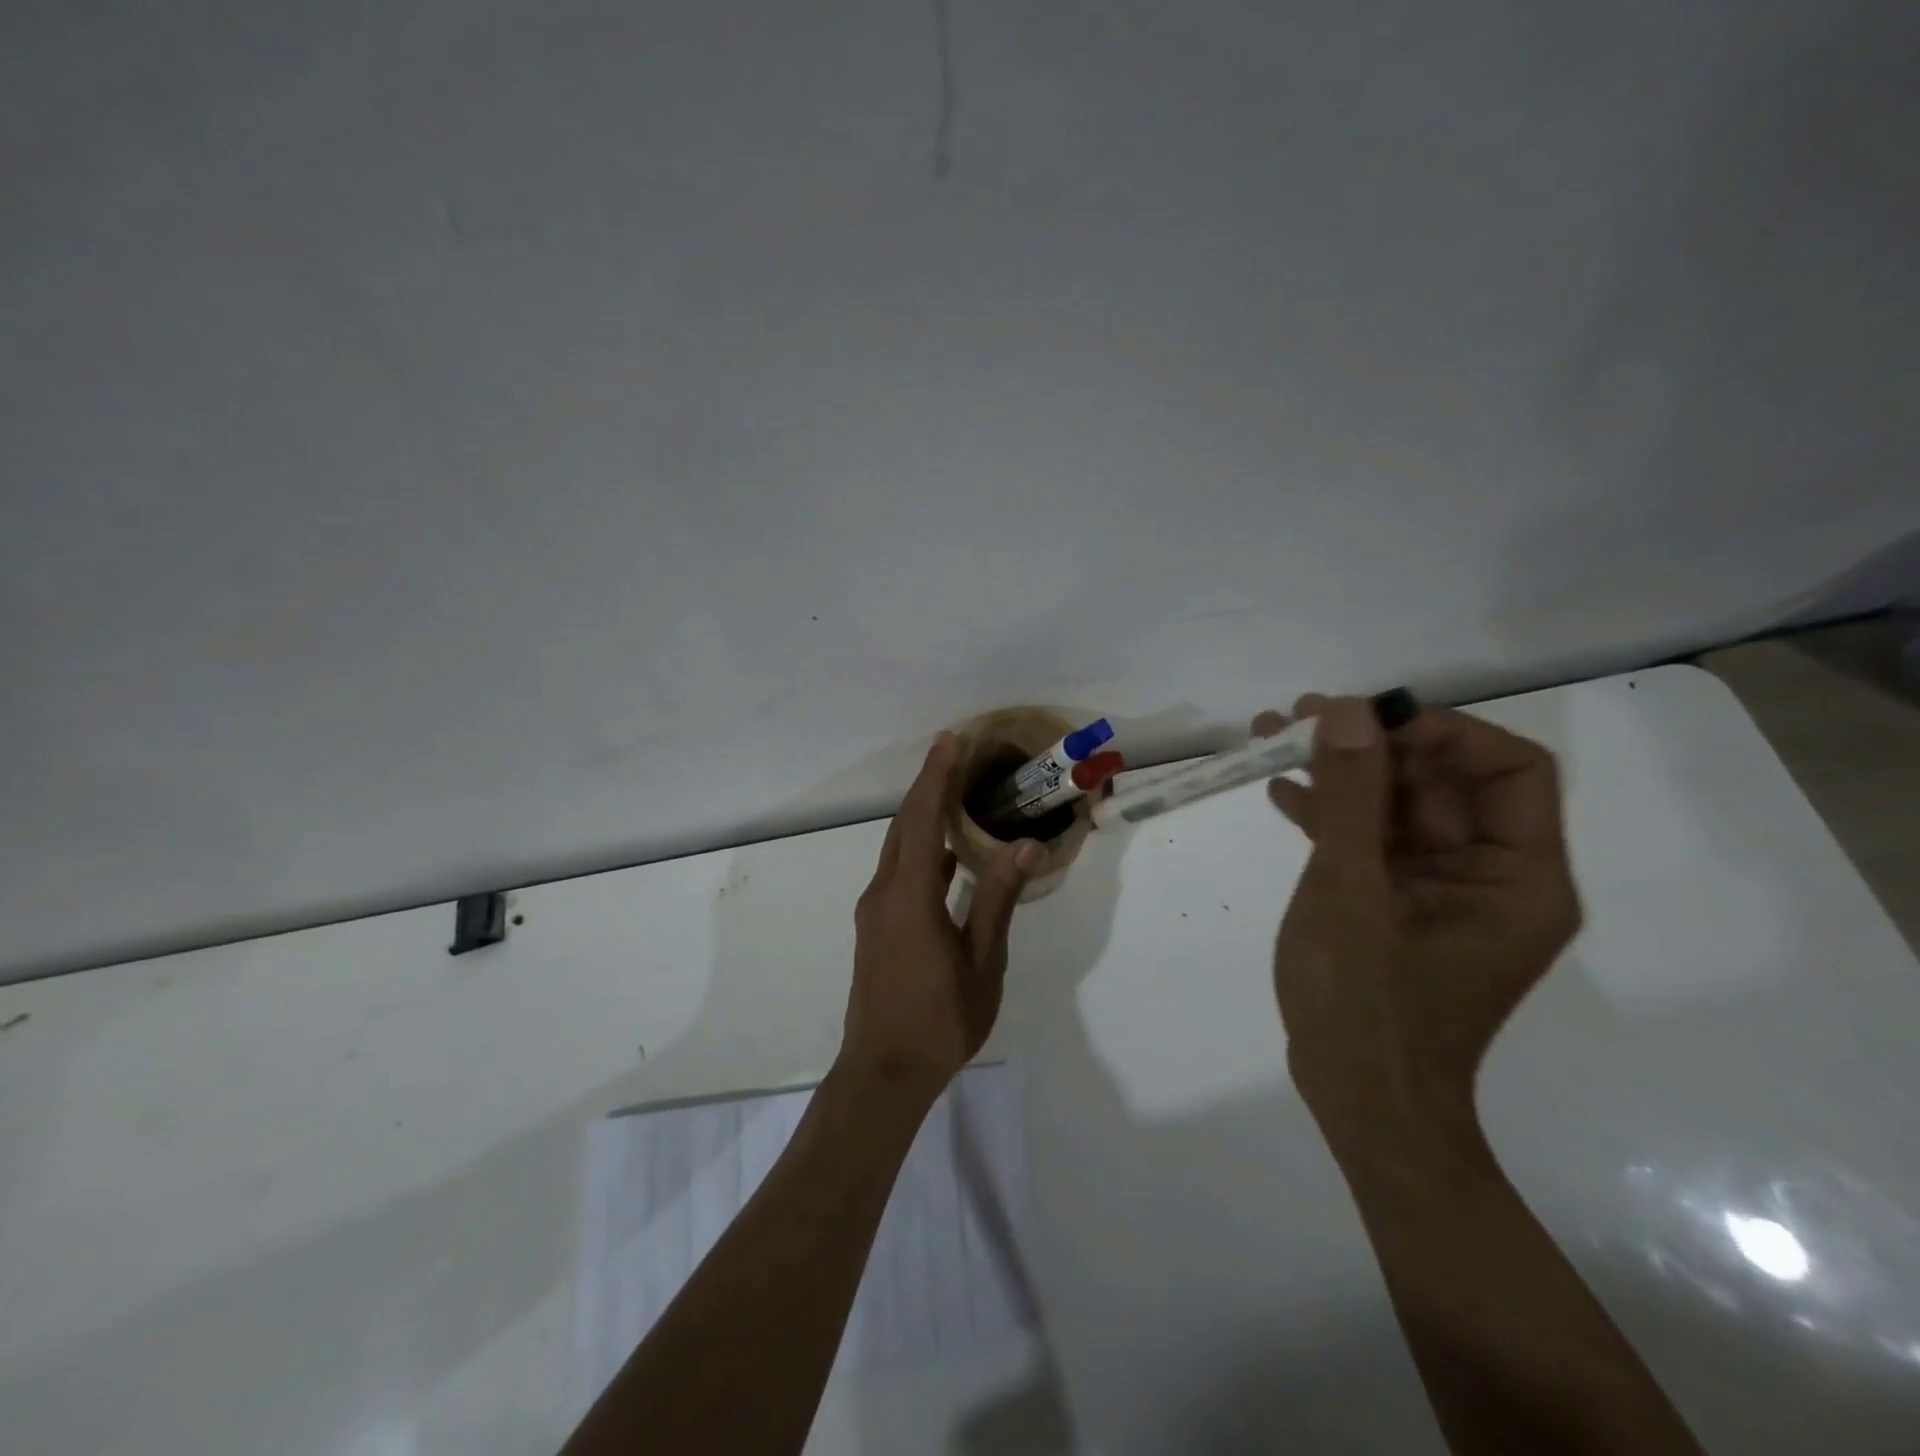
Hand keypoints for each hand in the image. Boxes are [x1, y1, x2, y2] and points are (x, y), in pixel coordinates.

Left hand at [841, 733, 1041, 1108]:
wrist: (882, 1073)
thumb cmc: (940, 1019)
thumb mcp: (981, 960)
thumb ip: (998, 898)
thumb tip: (1024, 844)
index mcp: (910, 895)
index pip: (922, 818)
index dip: (937, 776)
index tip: (951, 740)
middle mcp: (884, 892)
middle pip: (904, 824)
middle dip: (928, 784)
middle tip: (955, 752)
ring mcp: (875, 909)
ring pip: (897, 847)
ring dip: (921, 815)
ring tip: (954, 792)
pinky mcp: (876, 926)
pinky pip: (897, 870)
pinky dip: (919, 848)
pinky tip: (945, 853)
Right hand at [1257, 695, 1580, 1150]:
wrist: (1358, 1104)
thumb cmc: (1367, 1006)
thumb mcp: (1350, 892)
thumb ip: (1348, 798)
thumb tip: (1346, 710)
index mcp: (1518, 877)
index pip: (1509, 770)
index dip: (1443, 731)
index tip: (1366, 718)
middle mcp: (1490, 876)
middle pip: (1441, 783)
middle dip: (1370, 745)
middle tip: (1298, 716)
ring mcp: (1438, 891)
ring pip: (1396, 807)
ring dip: (1339, 773)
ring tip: (1271, 738)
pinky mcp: (1396, 905)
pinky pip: (1370, 842)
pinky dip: (1329, 816)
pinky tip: (1279, 795)